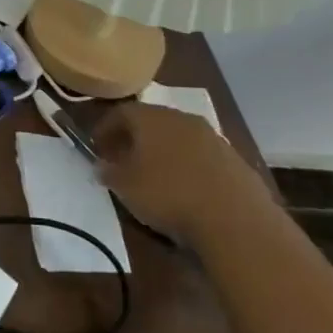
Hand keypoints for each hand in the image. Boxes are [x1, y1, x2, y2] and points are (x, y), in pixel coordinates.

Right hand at [94, 102, 275, 242]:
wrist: (235, 220)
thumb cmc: (168, 195)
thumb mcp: (124, 187)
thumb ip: (108, 172)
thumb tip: (102, 165)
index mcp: (152, 118)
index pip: (121, 112)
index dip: (105, 128)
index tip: (97, 147)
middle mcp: (183, 119)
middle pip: (152, 121)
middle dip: (135, 138)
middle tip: (123, 158)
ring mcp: (213, 138)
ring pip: (179, 137)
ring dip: (164, 151)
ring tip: (155, 175)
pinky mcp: (235, 160)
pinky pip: (202, 156)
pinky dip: (188, 165)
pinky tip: (186, 188)